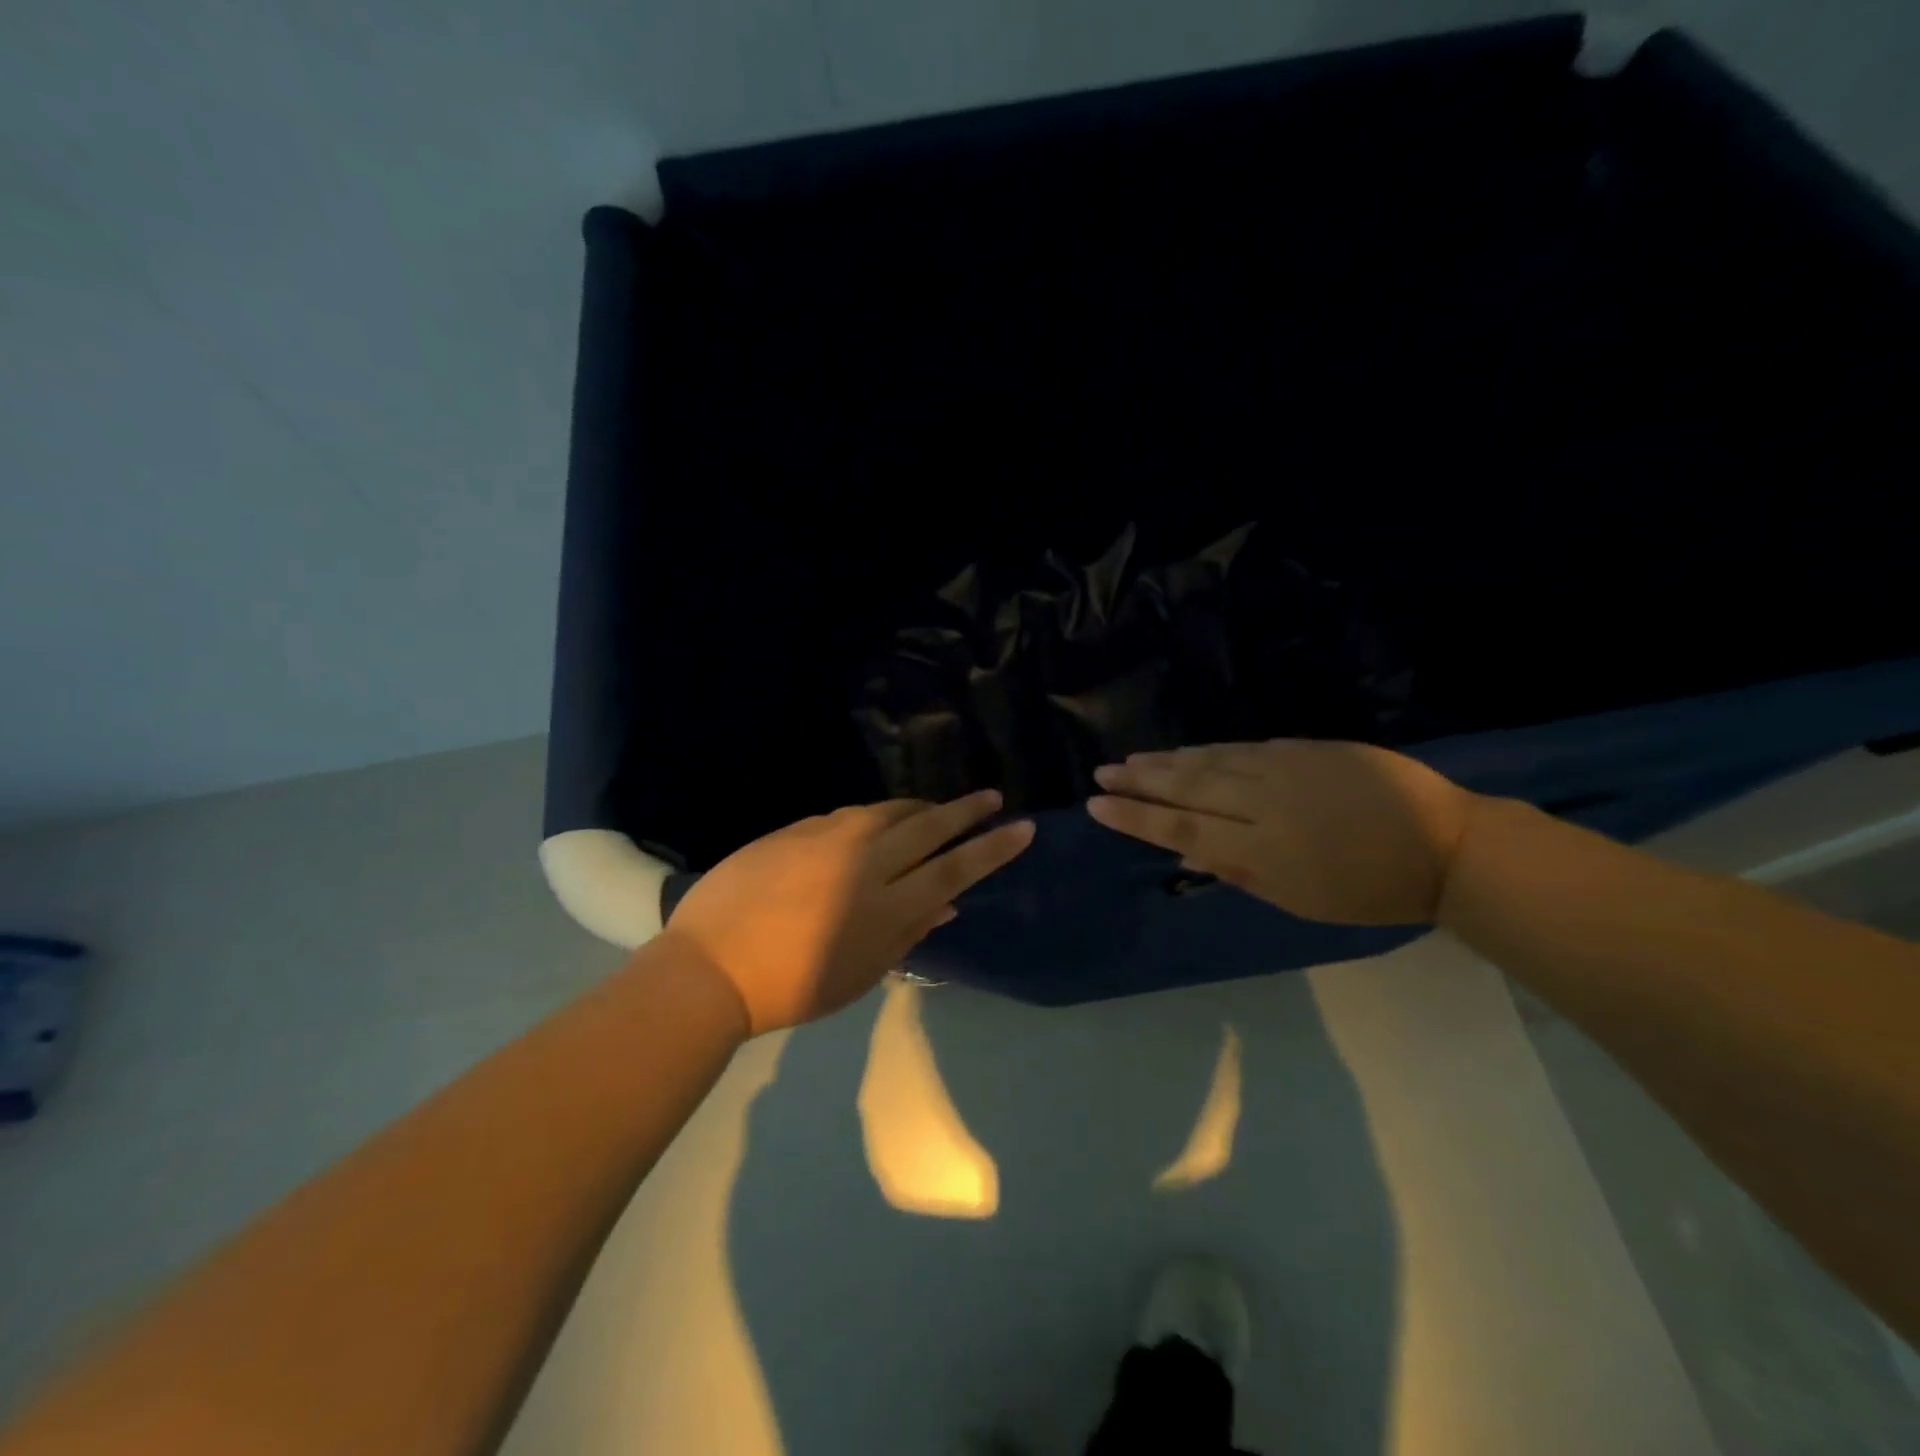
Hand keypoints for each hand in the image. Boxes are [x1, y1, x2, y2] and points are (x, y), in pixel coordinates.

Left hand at [659, 792, 1034, 1035]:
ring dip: (918, 808)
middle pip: (927, 825)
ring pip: (887, 810)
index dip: (992, 848)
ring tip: (934, 810)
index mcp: (884, 905)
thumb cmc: (791, 988)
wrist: (710, 966)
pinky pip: (848, 816)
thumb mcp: (860, 974)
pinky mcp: (795, 828)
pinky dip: (871, 819)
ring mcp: (827, 838)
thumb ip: (908, 933)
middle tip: (991, 796)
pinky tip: (871, 827)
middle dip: (965, 810)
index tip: (1022, 827)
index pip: (954, 867)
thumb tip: (947, 903)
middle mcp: (863, 860)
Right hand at [1087, 741, 1475, 925]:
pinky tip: (1184, 749)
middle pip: (1186, 788)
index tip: (1097, 805)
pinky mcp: (1303, 748)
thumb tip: (1183, 854)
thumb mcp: (1299, 899)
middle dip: (1139, 781)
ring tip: (1130, 760)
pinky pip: (1240, 747)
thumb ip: (1237, 871)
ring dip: (1165, 760)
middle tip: (1101, 773)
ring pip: (1209, 761)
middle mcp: (1261, 803)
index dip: (1135, 817)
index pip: (1179, 828)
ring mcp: (1282, 769)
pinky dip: (1206, 749)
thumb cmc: (1369, 890)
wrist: (1444, 844)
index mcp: (1259, 850)